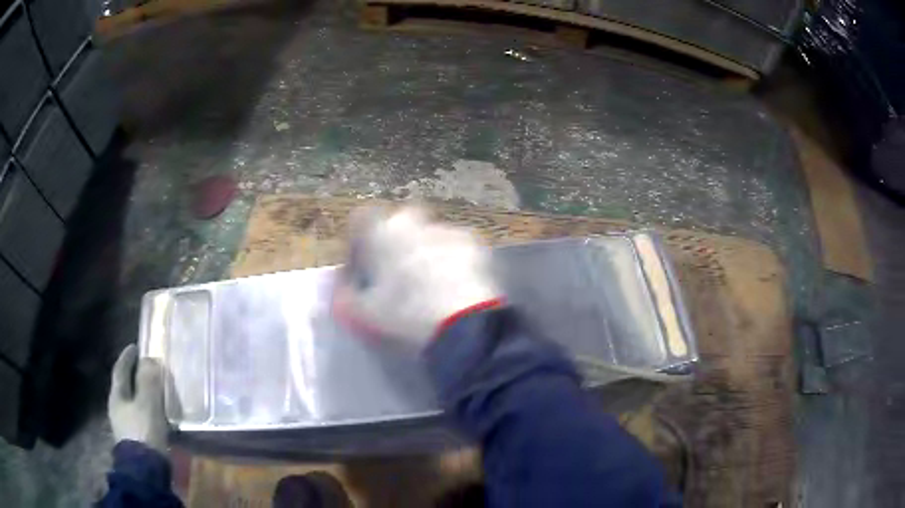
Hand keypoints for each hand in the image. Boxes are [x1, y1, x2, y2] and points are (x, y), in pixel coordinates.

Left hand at [108, 344, 168, 451]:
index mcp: (117, 396)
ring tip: (156, 391)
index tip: (134, 346)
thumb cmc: (143, 431)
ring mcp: (126, 426)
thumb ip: (148, 381)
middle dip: (134, 376)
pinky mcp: (137, 440)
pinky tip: (159, 415)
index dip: (127, 357)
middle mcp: (118, 408)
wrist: (146, 470)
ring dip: (143, 395)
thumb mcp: (148, 403)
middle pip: (125, 387)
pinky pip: (142, 418)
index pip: (120, 370)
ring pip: (134, 403)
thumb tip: (149, 359)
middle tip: (146, 368)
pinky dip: (149, 411)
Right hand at [334, 206, 502, 349]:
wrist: (462, 326)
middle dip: (394, 242)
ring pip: (429, 234)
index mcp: (381, 231)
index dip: (358, 242)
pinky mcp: (475, 244)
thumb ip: (344, 294)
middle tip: (396, 274)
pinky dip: (452, 260)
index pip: (360, 219)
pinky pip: (455, 247)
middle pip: (398, 222)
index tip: (360, 265)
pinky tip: (455, 285)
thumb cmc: (404, 316)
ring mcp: (447, 229)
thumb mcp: (361, 314)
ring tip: (430, 284)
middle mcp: (413, 220)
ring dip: (425, 251)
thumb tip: (342, 285)